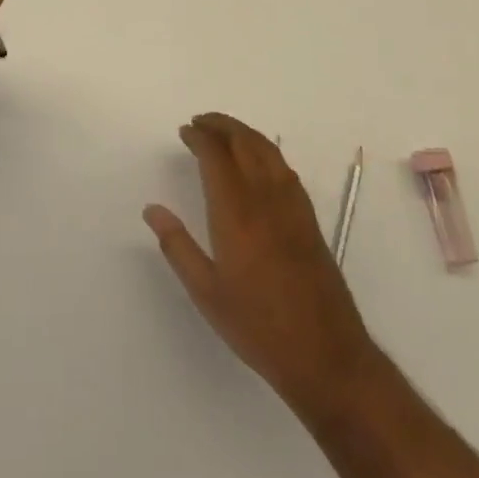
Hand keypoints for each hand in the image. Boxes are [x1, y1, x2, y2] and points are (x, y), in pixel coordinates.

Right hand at [145, 113, 376, 414]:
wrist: (326, 355)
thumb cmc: (258, 326)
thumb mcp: (206, 293)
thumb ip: (177, 247)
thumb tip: (152, 210)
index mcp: (236, 212)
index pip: (216, 155)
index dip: (199, 137)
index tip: (184, 131)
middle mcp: (265, 197)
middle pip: (244, 141)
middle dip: (221, 125)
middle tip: (200, 122)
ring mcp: (292, 205)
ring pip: (267, 149)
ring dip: (243, 132)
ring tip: (223, 133)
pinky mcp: (308, 217)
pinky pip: (283, 167)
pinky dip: (264, 150)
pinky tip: (256, 162)